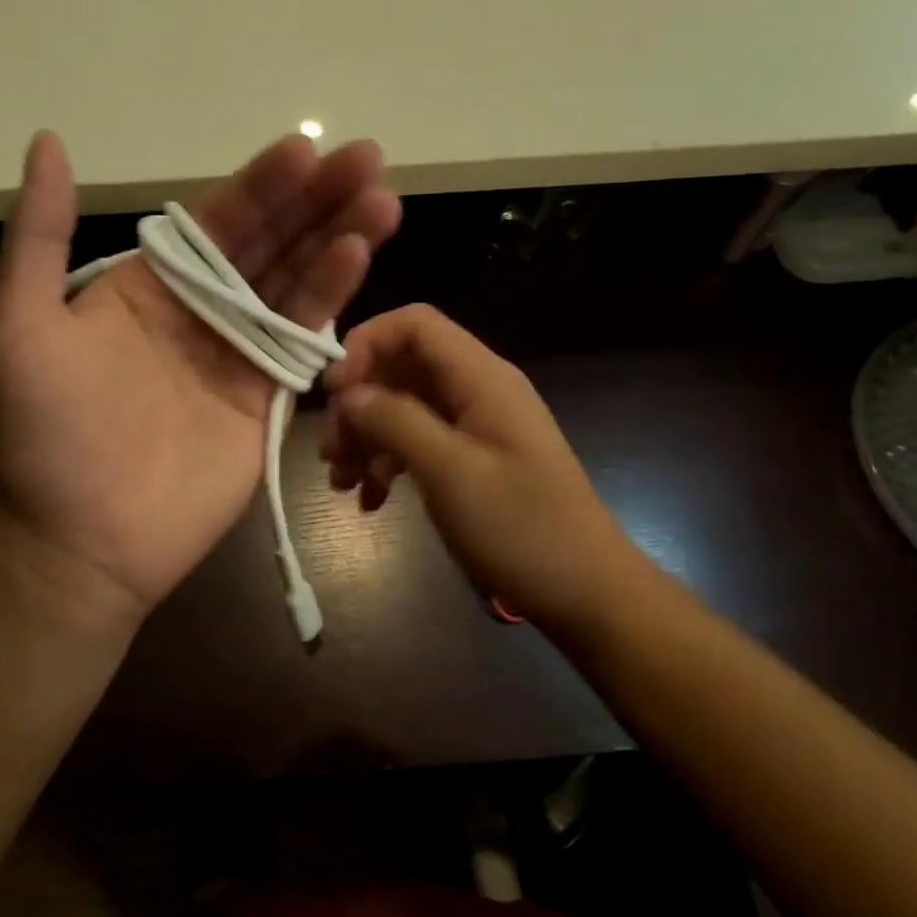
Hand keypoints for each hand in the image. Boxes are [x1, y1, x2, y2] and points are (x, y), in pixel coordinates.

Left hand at [0, 131, 400, 626]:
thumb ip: (40, 235)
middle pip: (269, 243)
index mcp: (148, 284)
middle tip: (367, 160)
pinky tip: (359, 259)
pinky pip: (302, 340)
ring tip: (381, 201)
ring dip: (338, 239)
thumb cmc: (47, 434)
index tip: (306, 149)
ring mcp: (238, 352)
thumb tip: (49, 141)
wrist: (82, 540)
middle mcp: (200, 309)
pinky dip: (331, 300)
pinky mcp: (267, 396)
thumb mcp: (21, 325)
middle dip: (316, 201)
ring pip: (296, 284)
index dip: (260, 184)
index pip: (215, 221)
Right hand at [321, 304, 636, 632]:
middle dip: (359, 402)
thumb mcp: (451, 473)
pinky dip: (388, 463)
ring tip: (342, 483)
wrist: (585, 591)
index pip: (415, 324)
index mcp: (481, 378)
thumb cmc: (521, 528)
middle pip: (402, 368)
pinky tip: (370, 500)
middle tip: (331, 452)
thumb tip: (348, 393)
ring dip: (367, 438)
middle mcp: (477, 390)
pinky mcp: (473, 458)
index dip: (366, 344)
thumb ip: (396, 422)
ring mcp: (476, 425)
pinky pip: (419, 442)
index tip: (334, 393)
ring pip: (404, 407)